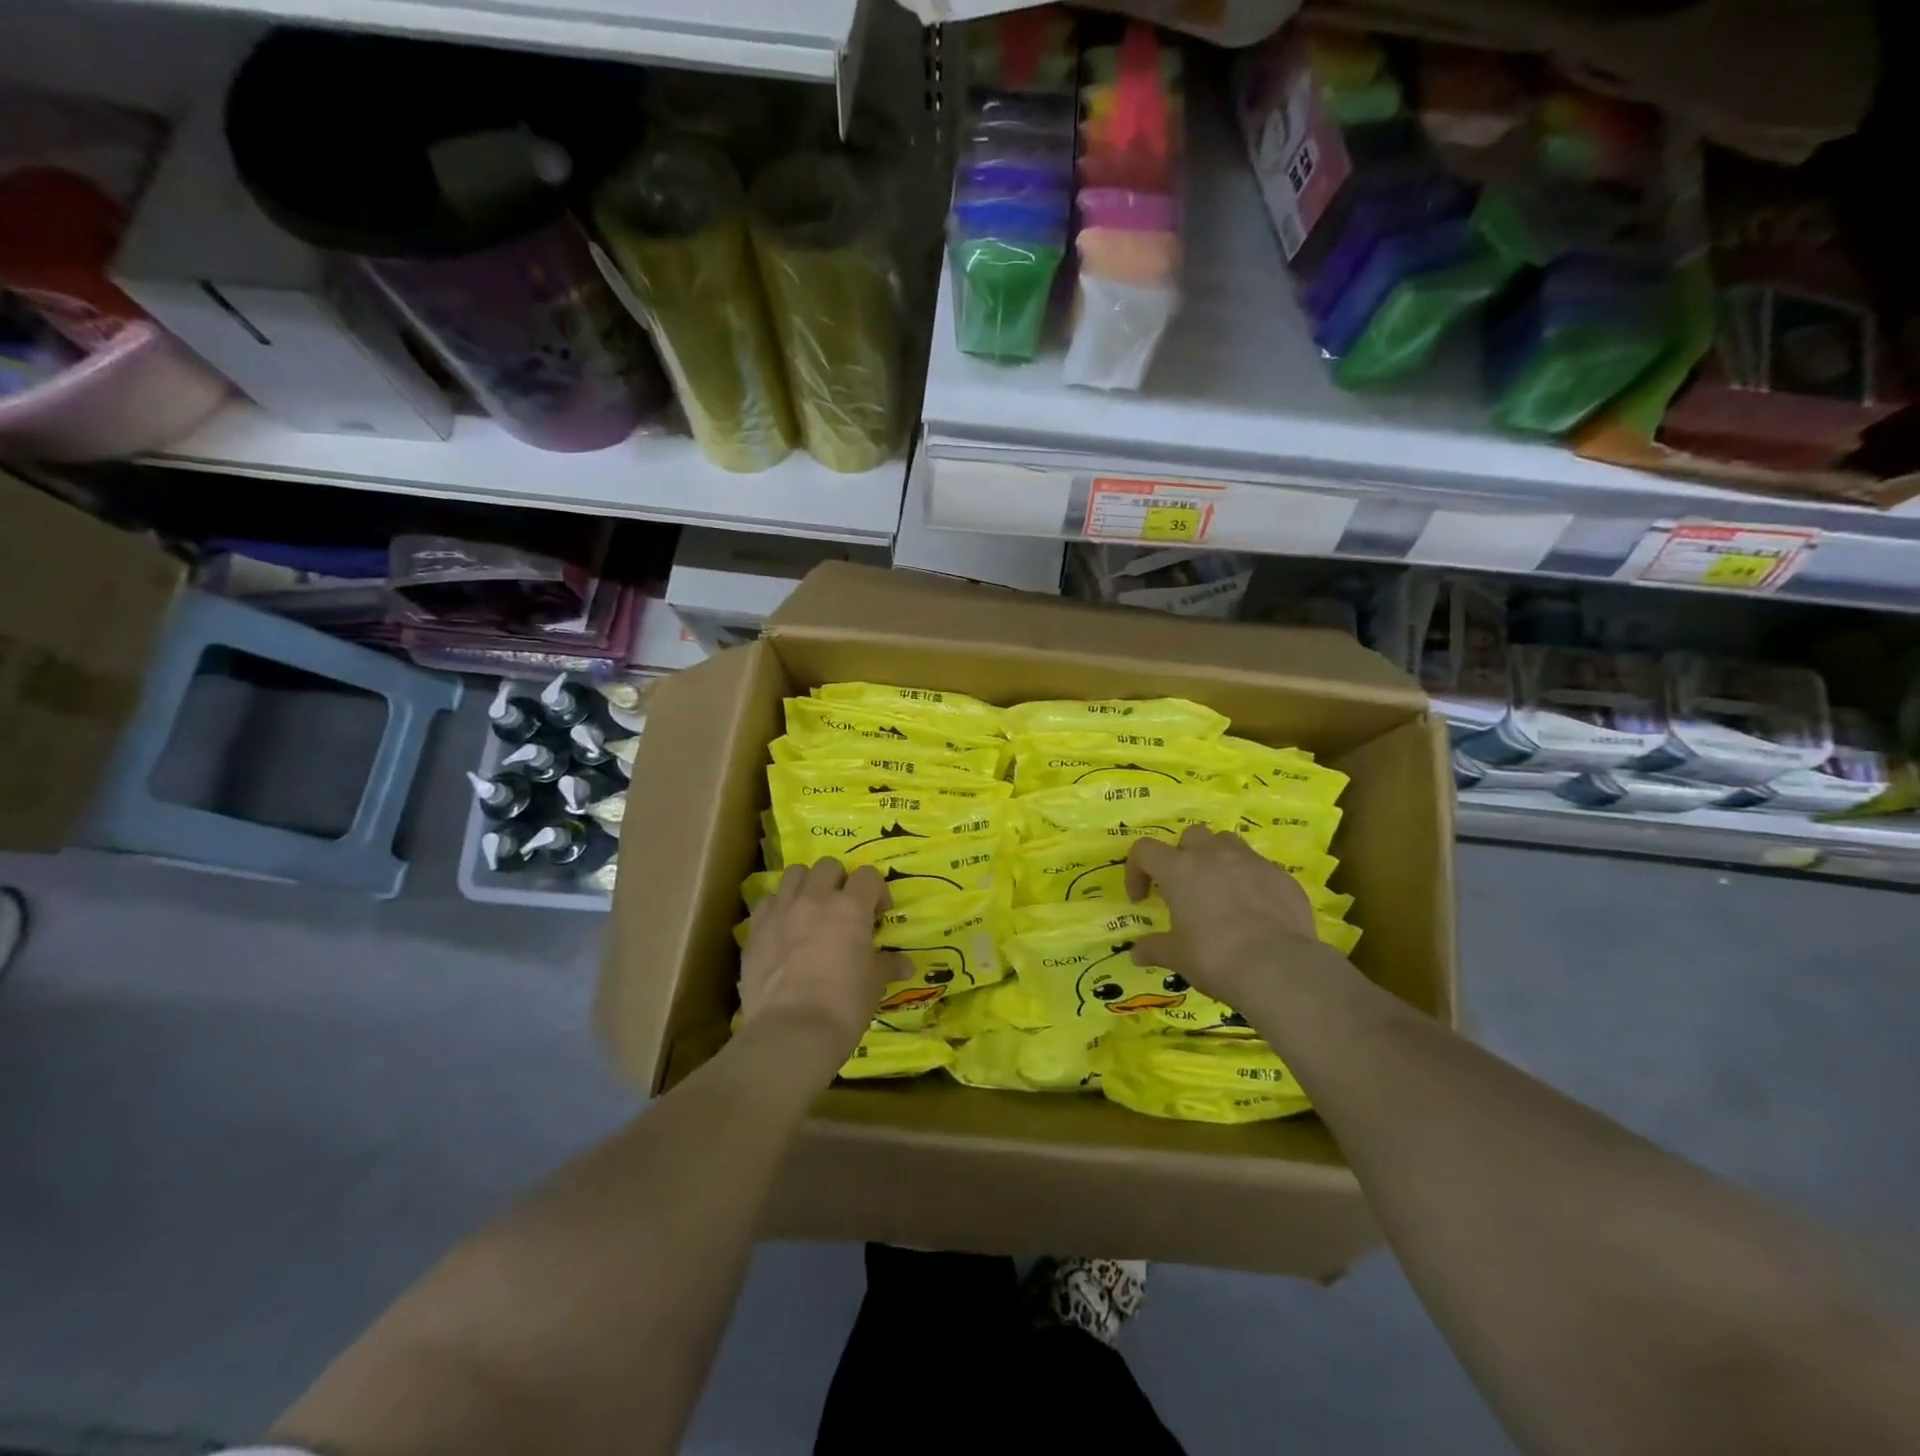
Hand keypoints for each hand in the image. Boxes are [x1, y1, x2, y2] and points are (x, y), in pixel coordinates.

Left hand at [739, 860, 897, 1079]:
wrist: (791, 1031)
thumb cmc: (844, 1004)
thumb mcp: (874, 984)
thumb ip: (888, 965)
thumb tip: (905, 964)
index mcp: (850, 907)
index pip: (868, 875)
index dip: (876, 891)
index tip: (878, 915)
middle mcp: (815, 898)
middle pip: (828, 866)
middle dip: (839, 881)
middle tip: (844, 909)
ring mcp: (781, 910)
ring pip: (794, 874)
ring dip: (807, 885)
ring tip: (812, 910)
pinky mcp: (755, 929)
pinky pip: (767, 901)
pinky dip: (778, 907)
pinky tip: (784, 929)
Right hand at [1125, 826, 1354, 1010]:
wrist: (1278, 968)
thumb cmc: (1215, 957)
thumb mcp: (1176, 957)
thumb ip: (1154, 948)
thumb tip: (1136, 954)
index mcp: (1179, 869)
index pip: (1145, 850)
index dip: (1137, 870)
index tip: (1142, 898)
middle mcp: (1213, 855)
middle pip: (1191, 836)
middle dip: (1183, 856)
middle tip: (1185, 888)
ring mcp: (1251, 861)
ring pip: (1227, 843)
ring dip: (1218, 859)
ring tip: (1221, 890)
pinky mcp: (1281, 875)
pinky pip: (1259, 867)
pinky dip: (1250, 880)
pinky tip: (1255, 910)